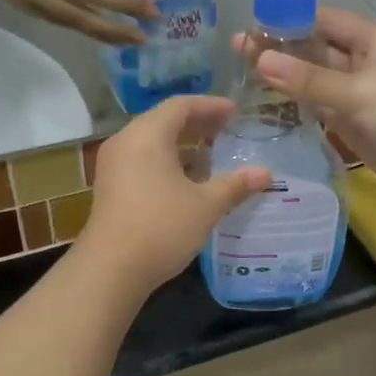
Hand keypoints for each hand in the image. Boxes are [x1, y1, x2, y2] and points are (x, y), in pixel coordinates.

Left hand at [76, 97, 271, 291]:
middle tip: (227, 129)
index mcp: (147, 135)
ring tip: (211, 154)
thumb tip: (266, 174)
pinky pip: (142, 161)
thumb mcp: (206, 206)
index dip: (211, 106)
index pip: (181, 106)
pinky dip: (167, 161)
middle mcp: (126, 142)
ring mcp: (113, 166)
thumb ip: (235, 185)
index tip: (235, 112)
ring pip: (151, 142)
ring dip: (182, 144)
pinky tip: (187, 180)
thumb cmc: (161, 228)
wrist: (110, 270)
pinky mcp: (110, 187)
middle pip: (164, 120)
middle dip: (197, 123)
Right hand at [248, 8, 375, 197]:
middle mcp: (366, 64)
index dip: (292, 20)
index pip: (326, 22)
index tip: (255, 25)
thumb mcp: (357, 91)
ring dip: (288, 82)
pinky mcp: (356, 126)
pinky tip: (269, 109)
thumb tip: (260, 60)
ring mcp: (361, 96)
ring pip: (318, 84)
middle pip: (318, 53)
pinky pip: (323, 111)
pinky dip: (300, 110)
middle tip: (239, 53)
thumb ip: (309, 79)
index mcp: (374, 42)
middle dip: (283, 53)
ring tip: (244, 78)